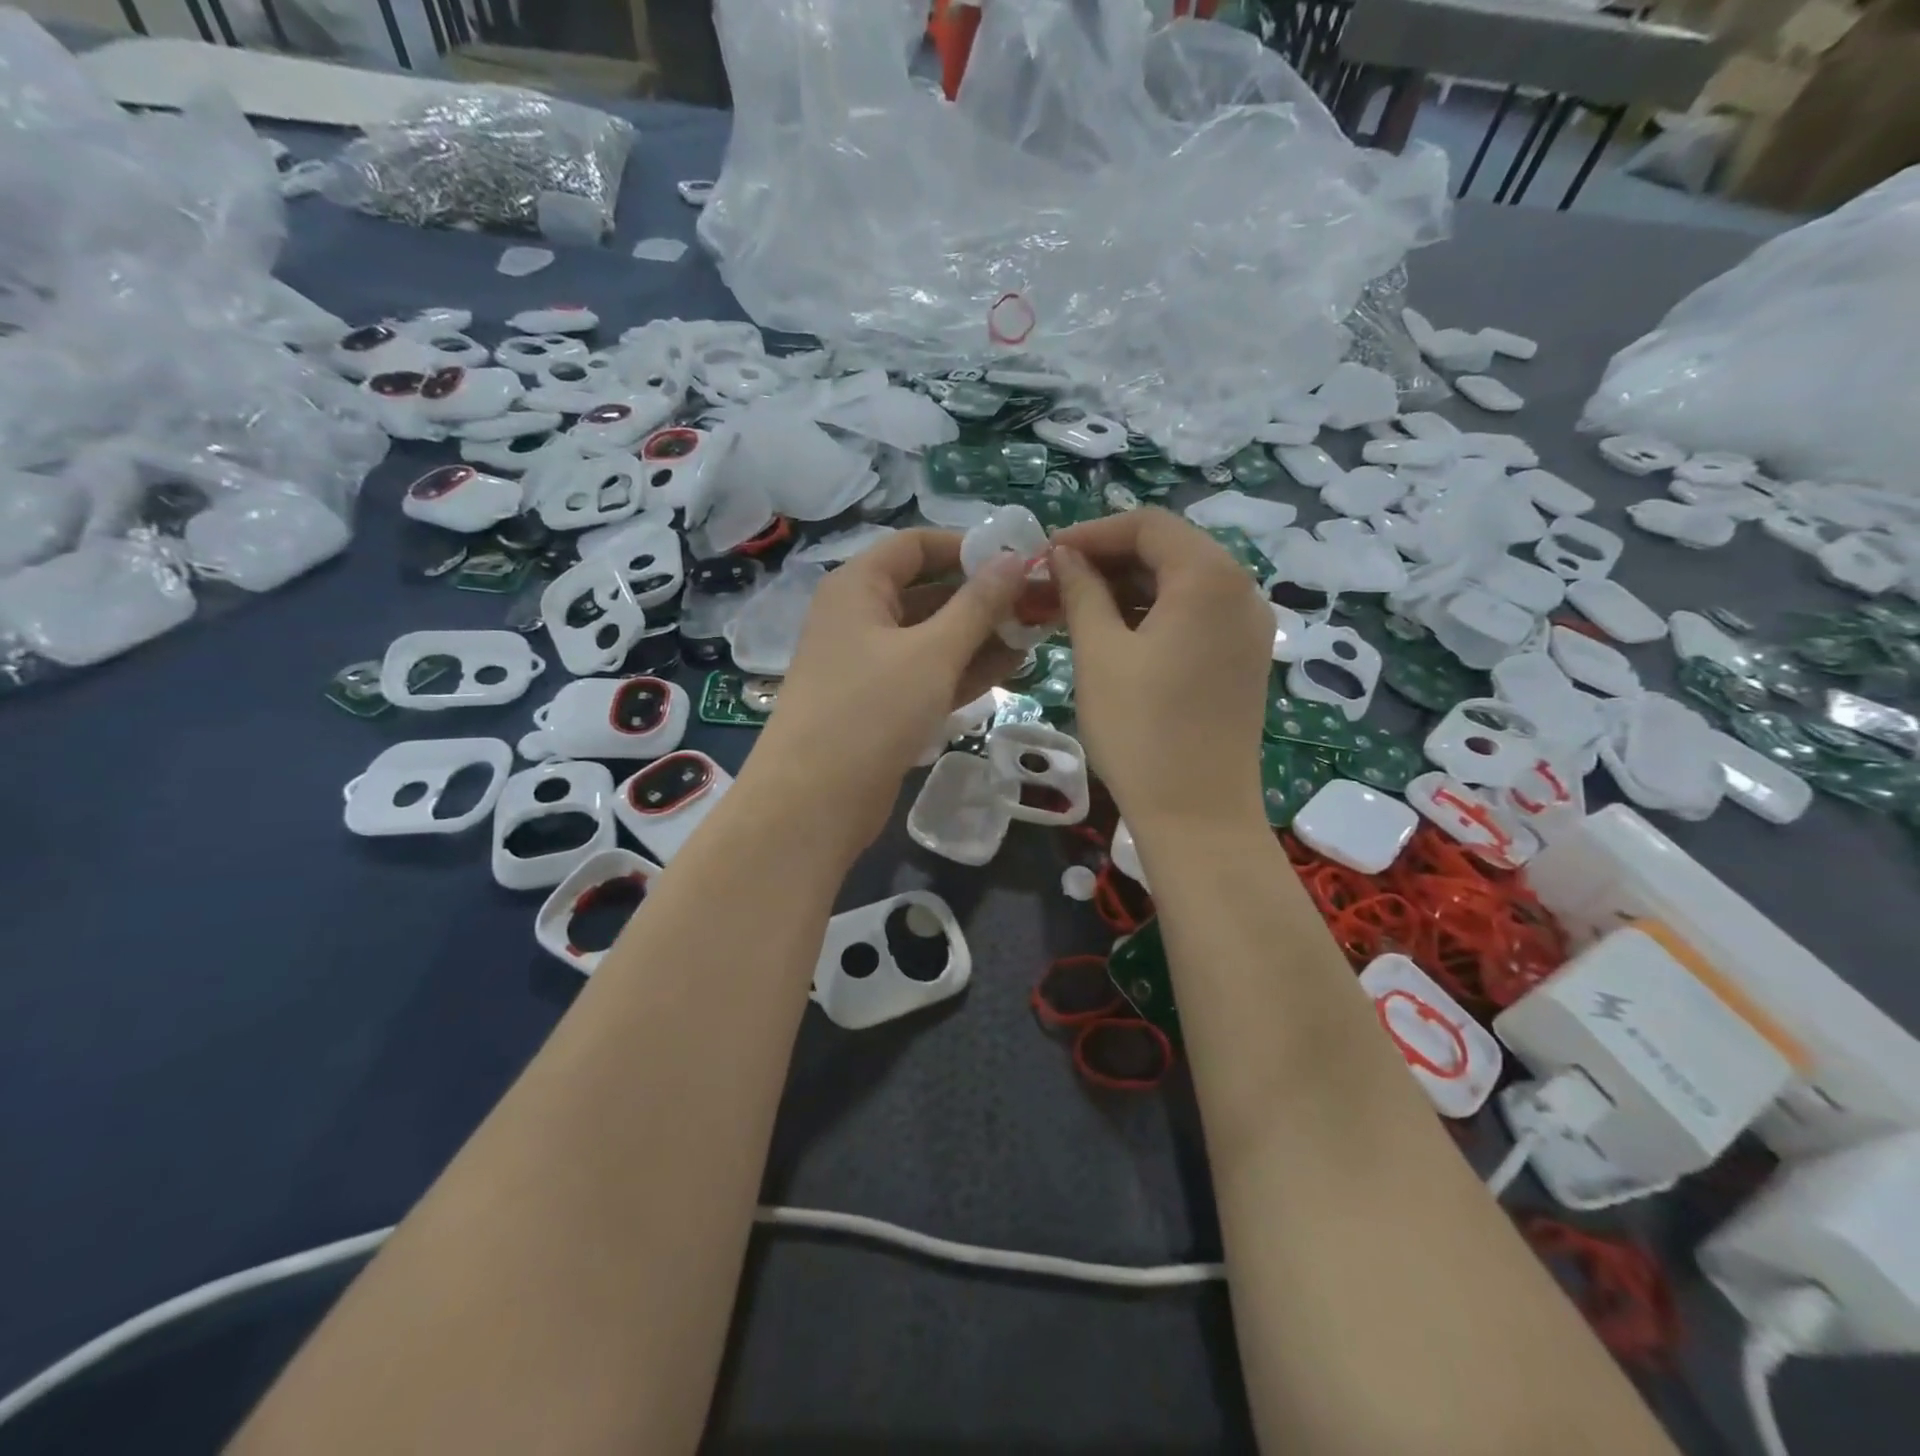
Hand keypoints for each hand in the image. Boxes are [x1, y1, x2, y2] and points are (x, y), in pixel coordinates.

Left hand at [749, 529, 1035, 852]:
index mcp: (858, 587)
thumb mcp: (932, 652)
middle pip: (928, 591)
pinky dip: (966, 668)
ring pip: (933, 637)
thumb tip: (1012, 560)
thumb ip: (978, 605)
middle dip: (983, 596)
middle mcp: (861, 618)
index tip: (1017, 558)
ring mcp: (871, 665)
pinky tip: (1013, 666)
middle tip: (1040, 600)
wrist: (815, 802)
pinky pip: (929, 673)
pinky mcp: (883, 705)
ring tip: (1037, 632)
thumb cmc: (871, 710)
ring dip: (982, 634)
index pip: (916, 545)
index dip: (966, 546)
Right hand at [1049, 509, 1271, 834]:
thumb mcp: (1099, 653)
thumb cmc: (1140, 729)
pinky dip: (1154, 614)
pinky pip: (1196, 616)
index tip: (1047, 555)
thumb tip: (1065, 556)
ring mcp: (1248, 628)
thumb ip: (1081, 592)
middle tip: (1056, 583)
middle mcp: (1241, 591)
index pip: (1147, 525)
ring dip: (1128, 588)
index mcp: (1209, 577)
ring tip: (1077, 610)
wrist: (1197, 815)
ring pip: (1182, 584)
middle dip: (1108, 560)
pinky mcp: (1244, 660)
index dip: (1092, 532)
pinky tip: (1115, 635)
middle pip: (1169, 550)